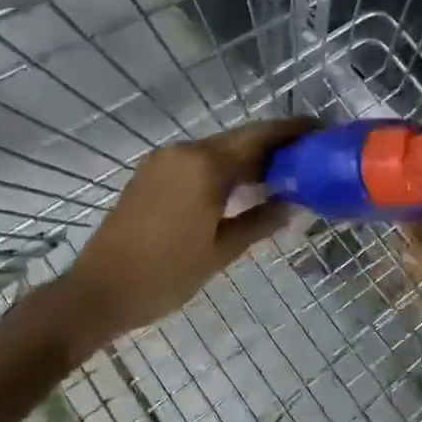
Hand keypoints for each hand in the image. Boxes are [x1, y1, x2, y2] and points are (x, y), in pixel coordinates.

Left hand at [65, 117, 314, 336]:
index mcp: (204, 166)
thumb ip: (261, 222)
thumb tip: (295, 204)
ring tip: (284, 172)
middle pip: (239, 139)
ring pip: (218, 149)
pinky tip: (244, 186)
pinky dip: (225, 167)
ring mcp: (164, 161)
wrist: (99, 291)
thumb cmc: (166, 275)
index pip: (259, 138)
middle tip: (310, 155)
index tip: (323, 131)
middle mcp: (184, 152)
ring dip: (250, 157)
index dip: (293, 131)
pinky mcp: (152, 174)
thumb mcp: (221, 252)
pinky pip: (198, 160)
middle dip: (275, 143)